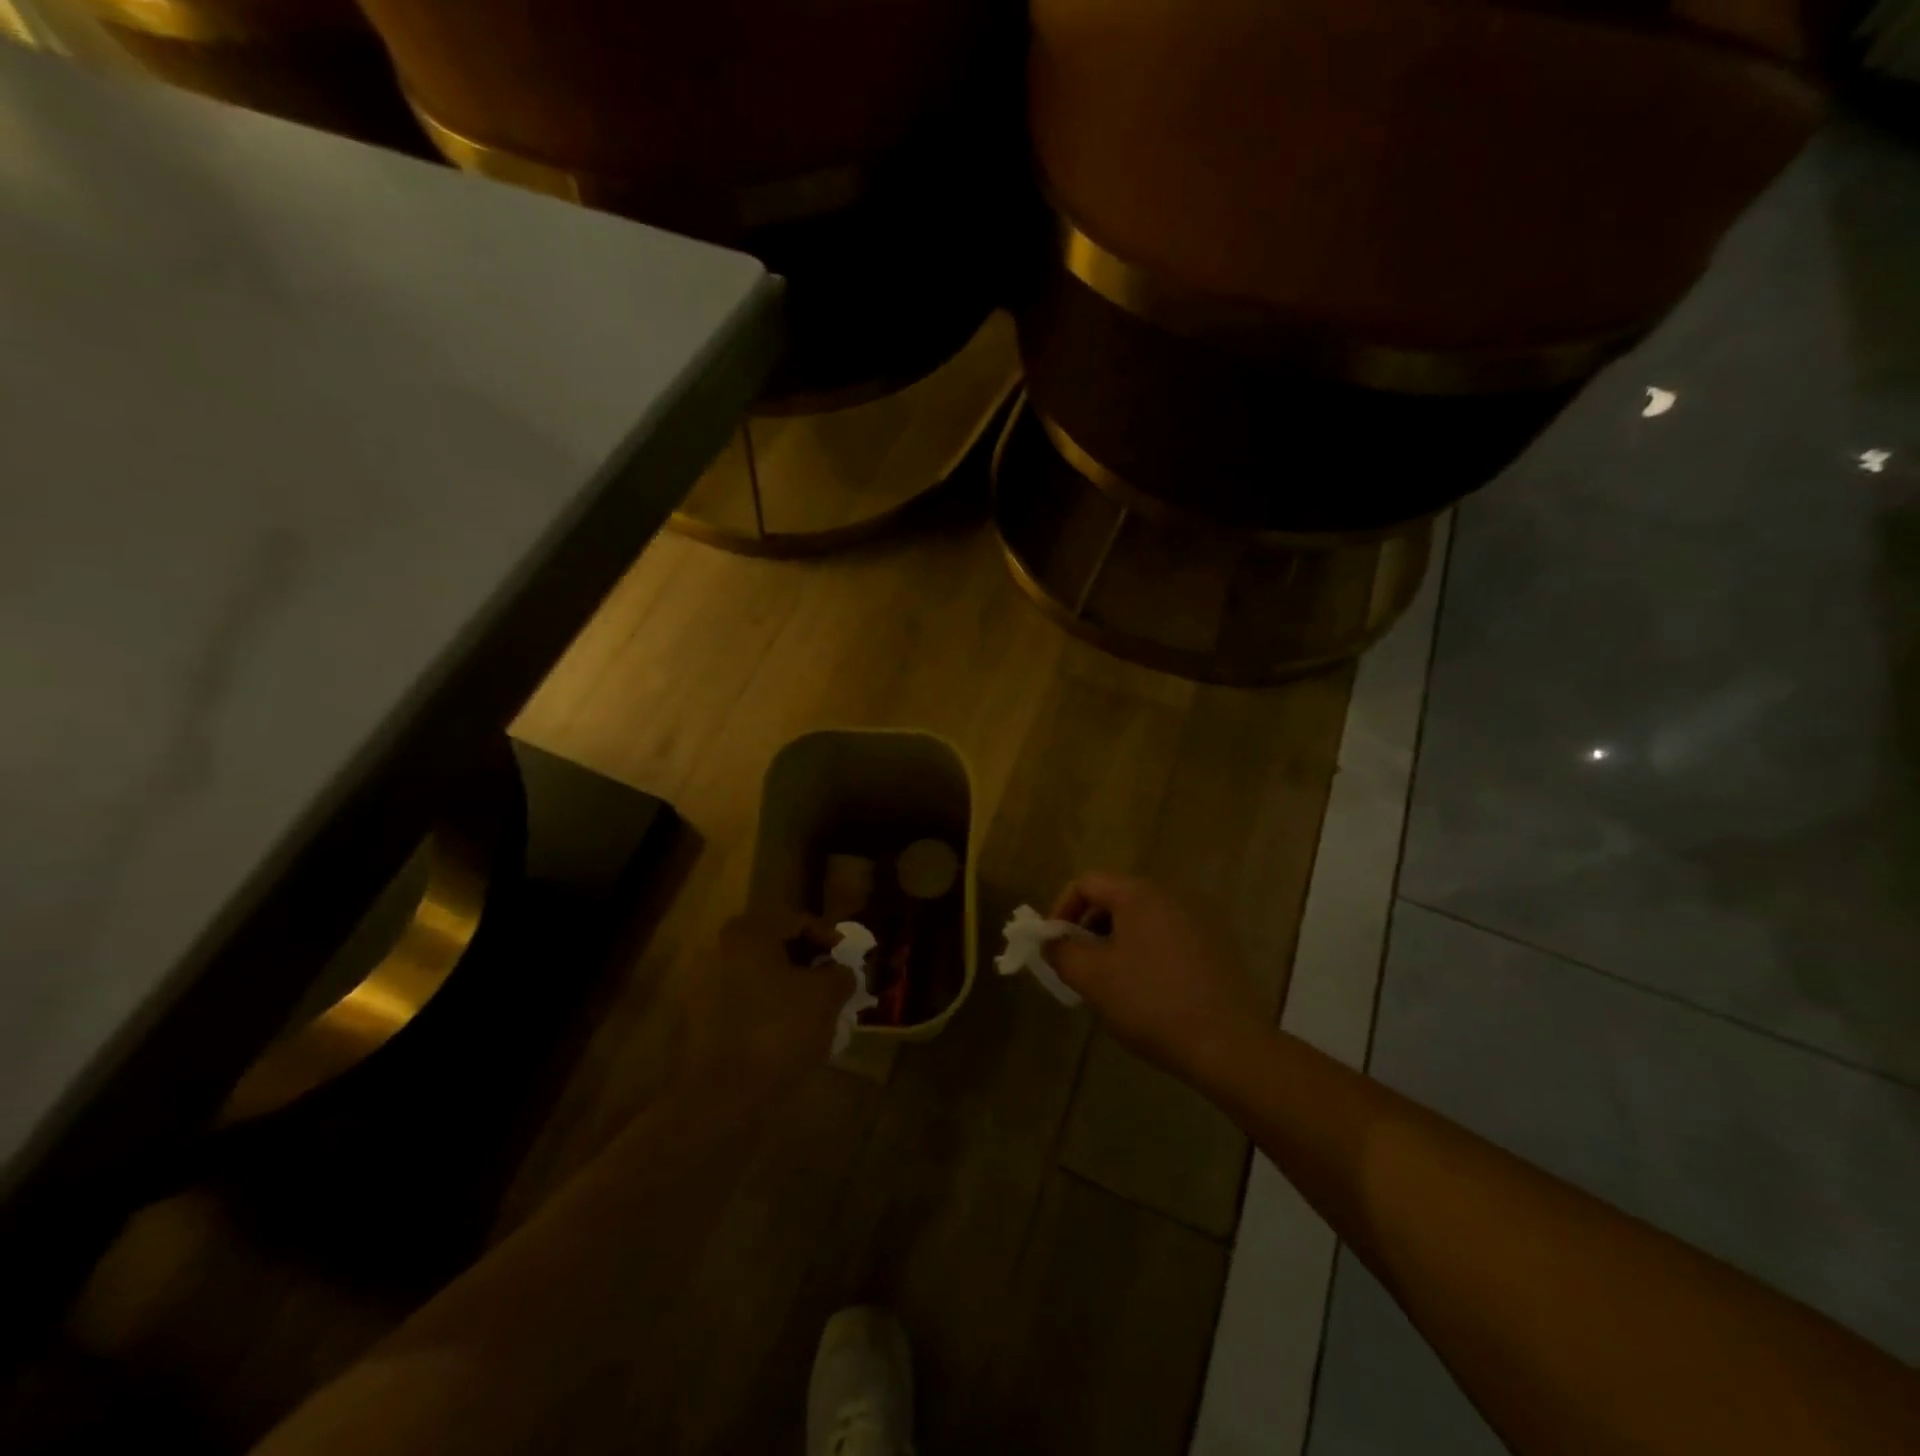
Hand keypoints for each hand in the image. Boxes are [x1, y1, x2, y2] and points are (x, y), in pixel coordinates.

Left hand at [676, 913, 854, 1100]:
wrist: (722, 1095)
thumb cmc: (779, 1030)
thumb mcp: (827, 996)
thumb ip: (840, 974)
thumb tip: (841, 973)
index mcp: (750, 931)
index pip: (799, 922)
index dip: (829, 939)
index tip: (848, 961)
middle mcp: (720, 947)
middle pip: (776, 945)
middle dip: (807, 963)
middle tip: (833, 982)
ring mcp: (703, 982)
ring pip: (759, 973)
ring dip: (787, 985)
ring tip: (814, 1009)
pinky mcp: (697, 1016)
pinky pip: (742, 999)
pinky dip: (766, 1006)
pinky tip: (787, 1029)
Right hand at [1046, 873, 1267, 1080]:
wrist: (1228, 1045)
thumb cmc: (1151, 1002)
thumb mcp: (1092, 978)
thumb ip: (1061, 952)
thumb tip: (1051, 941)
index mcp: (1139, 894)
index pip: (1087, 883)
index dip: (1062, 910)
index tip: (1055, 946)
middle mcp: (1170, 896)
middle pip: (1115, 899)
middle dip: (1087, 929)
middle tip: (1078, 967)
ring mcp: (1198, 921)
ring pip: (1140, 922)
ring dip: (1115, 944)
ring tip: (1108, 984)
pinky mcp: (1215, 949)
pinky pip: (1165, 939)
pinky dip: (1144, 955)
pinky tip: (1145, 994)